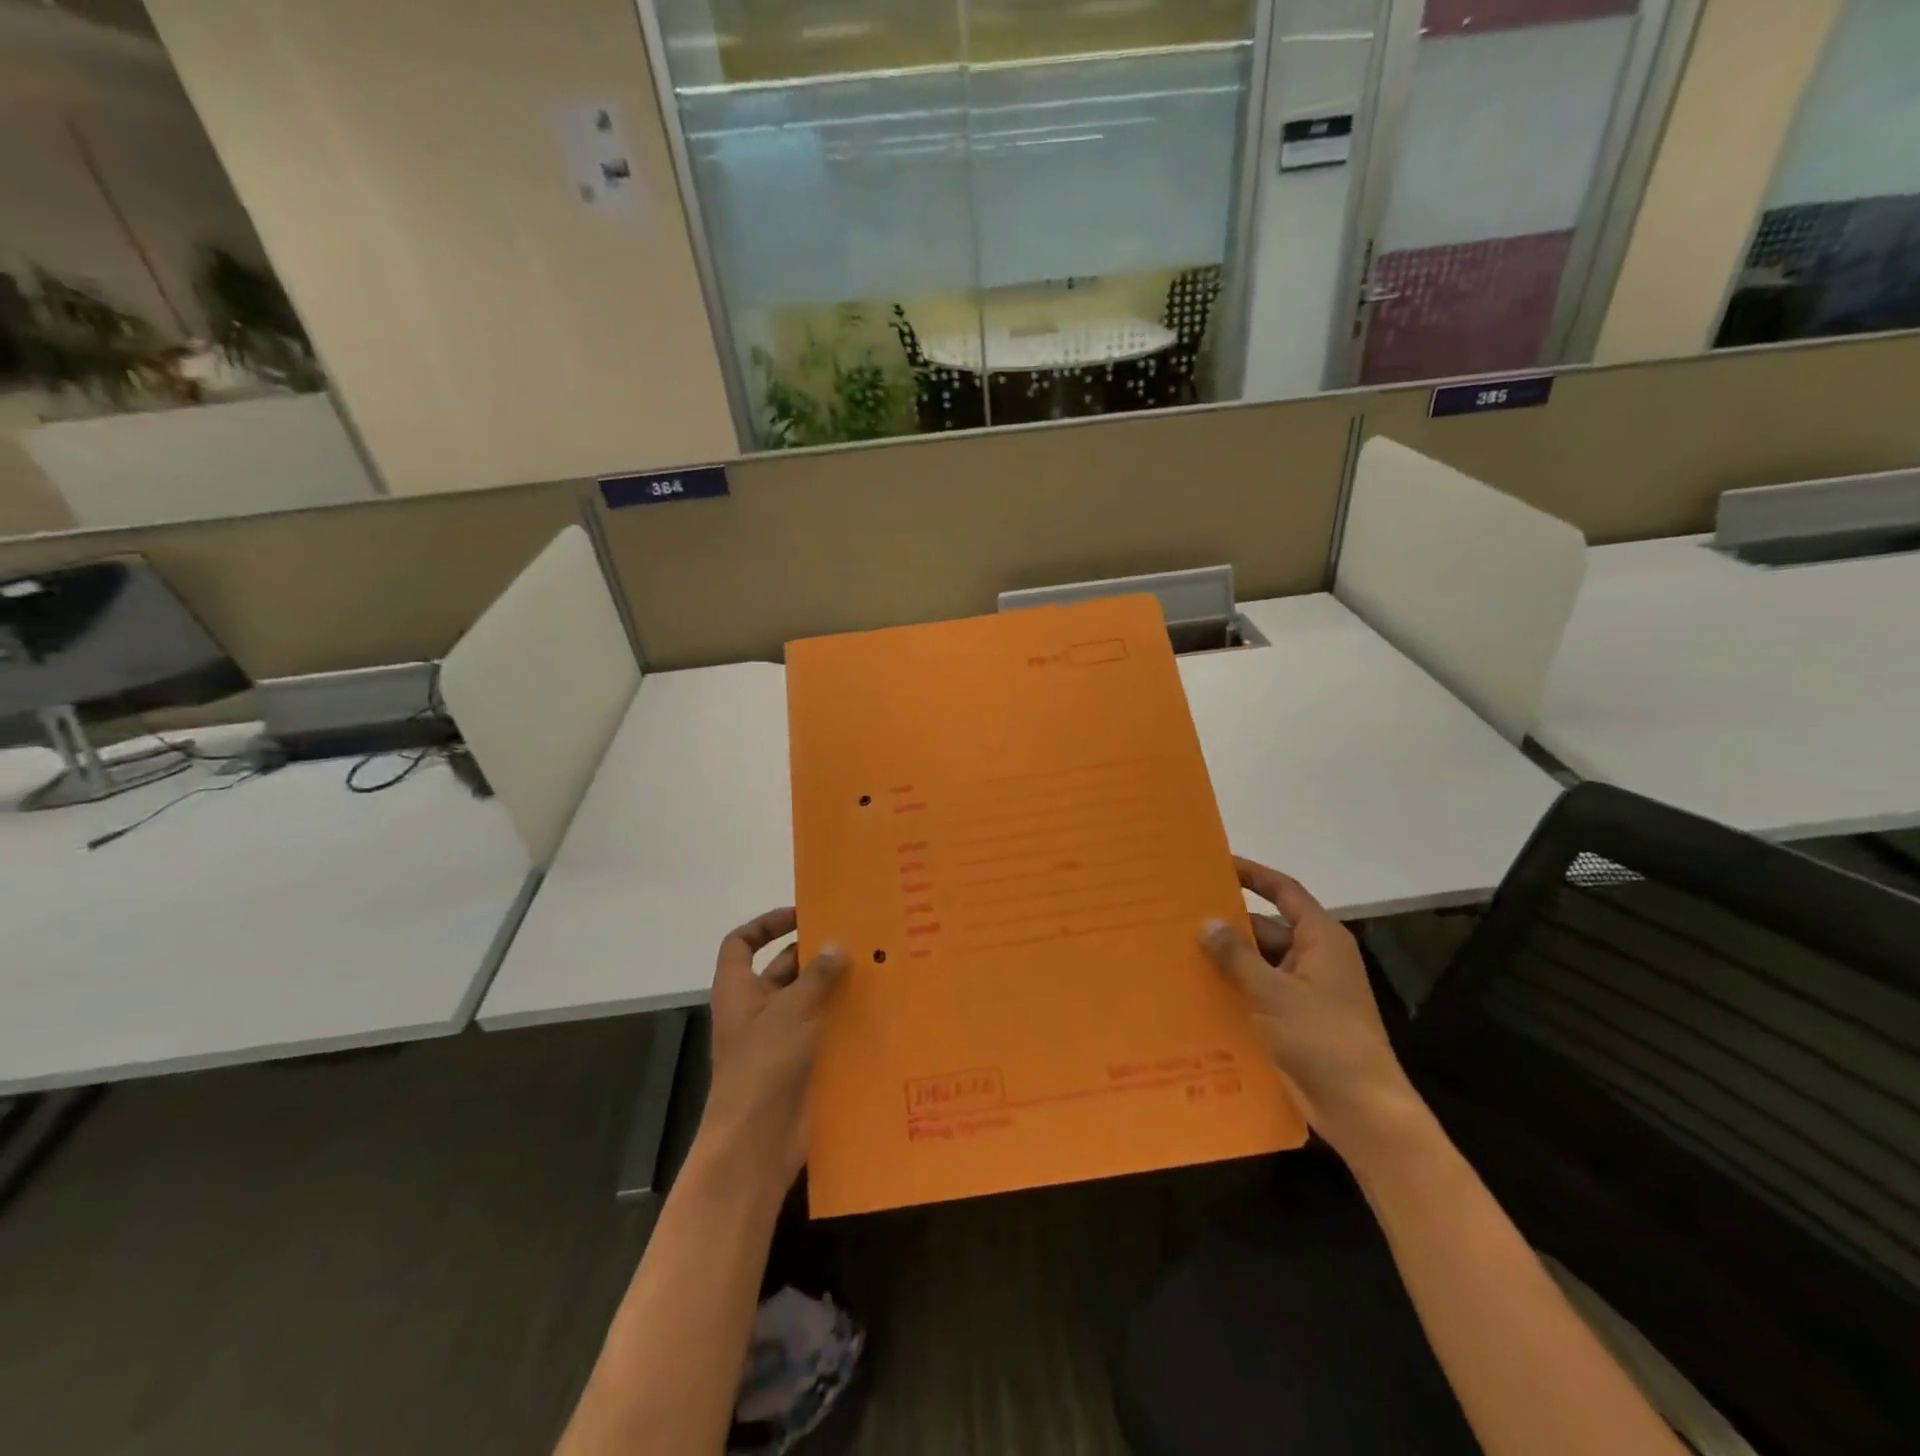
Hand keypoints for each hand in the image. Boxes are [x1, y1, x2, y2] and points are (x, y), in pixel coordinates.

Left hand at [699, 908, 847, 1189]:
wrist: (756, 1144)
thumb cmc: (763, 1067)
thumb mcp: (791, 1011)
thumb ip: (817, 975)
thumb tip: (837, 944)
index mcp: (738, 991)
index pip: (742, 943)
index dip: (766, 924)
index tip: (802, 915)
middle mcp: (757, 1010)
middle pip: (782, 968)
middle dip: (815, 954)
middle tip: (857, 938)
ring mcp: (779, 1038)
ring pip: (808, 999)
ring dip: (835, 985)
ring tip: (875, 967)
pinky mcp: (801, 1062)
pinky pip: (823, 1028)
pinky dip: (844, 1017)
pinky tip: (877, 1008)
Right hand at [1201, 858, 1419, 1159]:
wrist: (1362, 1110)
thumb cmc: (1323, 1038)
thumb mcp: (1274, 992)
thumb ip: (1237, 956)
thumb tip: (1206, 922)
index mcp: (1321, 940)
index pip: (1284, 892)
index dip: (1253, 874)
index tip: (1216, 863)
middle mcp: (1314, 959)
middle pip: (1265, 928)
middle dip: (1227, 922)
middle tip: (1180, 912)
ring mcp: (1303, 992)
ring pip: (1257, 963)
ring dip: (1225, 959)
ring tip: (1176, 948)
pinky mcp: (1293, 1021)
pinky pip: (1257, 993)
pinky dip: (1232, 989)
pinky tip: (1194, 989)